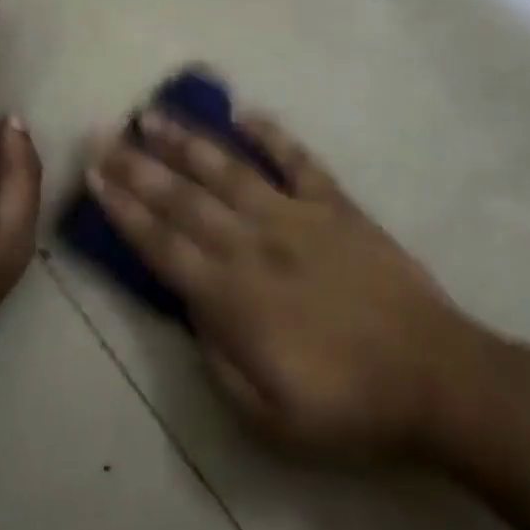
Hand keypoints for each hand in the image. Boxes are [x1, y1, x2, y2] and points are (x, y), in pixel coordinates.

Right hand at [89, 104, 491, 457]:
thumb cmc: (347, 407)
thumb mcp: (267, 415)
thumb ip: (217, 356)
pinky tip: (245, 114)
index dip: (124, 209)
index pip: (161, 244)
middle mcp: (254, 243)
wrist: (435, 378)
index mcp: (232, 296)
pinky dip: (271, 134)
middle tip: (103, 134)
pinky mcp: (335, 205)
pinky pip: (298, 160)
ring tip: (152, 114)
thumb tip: (190, 305)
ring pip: (228, 169)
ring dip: (186, 141)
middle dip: (137, 165)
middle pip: (182, 198)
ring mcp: (296, 216)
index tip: (94, 176)